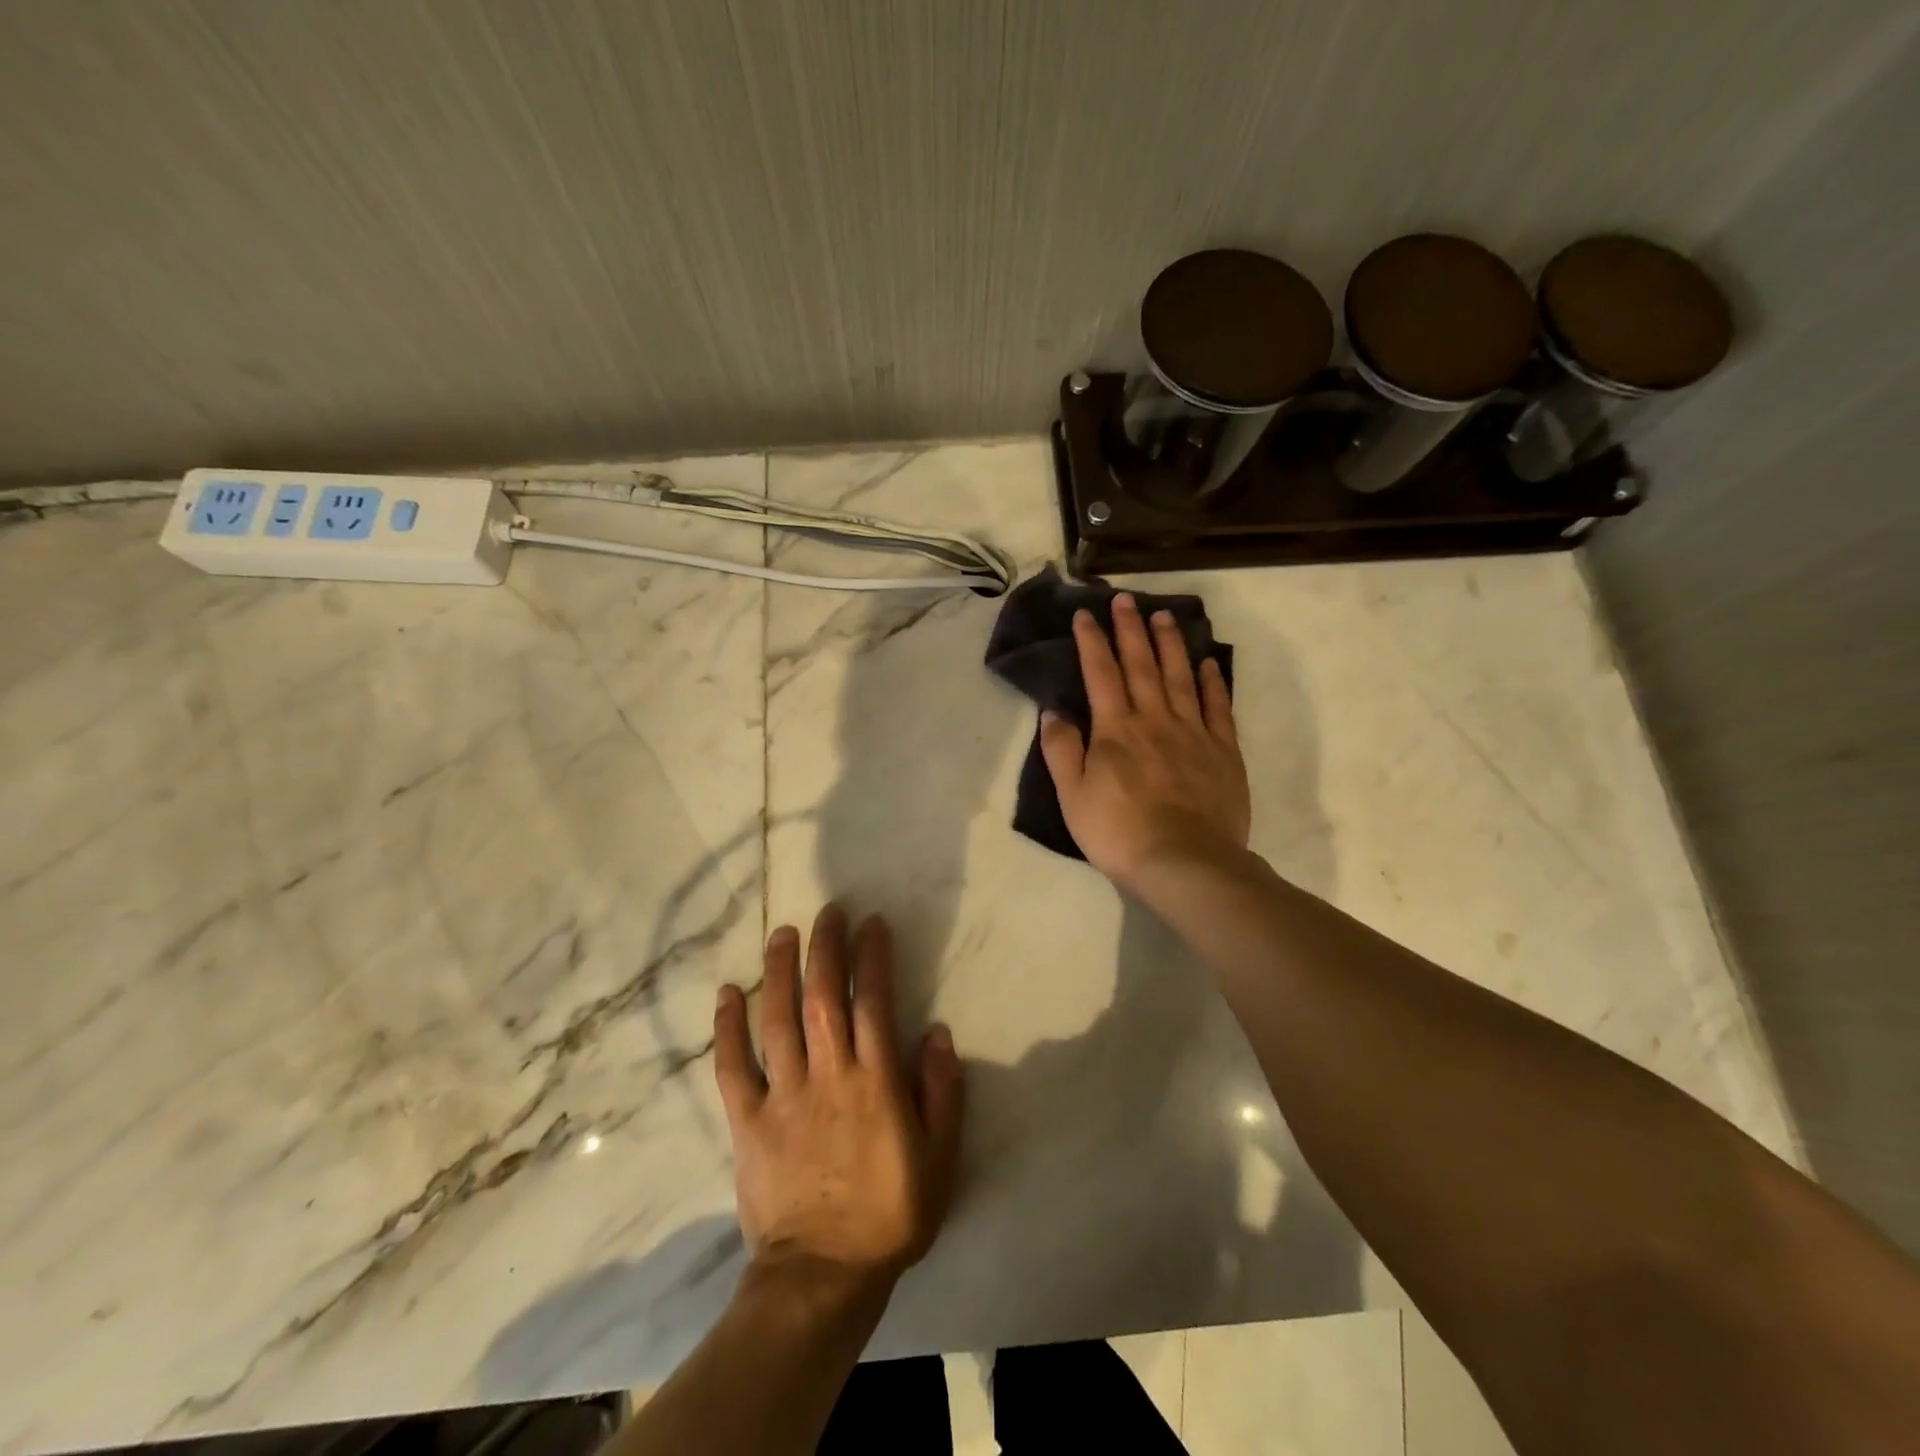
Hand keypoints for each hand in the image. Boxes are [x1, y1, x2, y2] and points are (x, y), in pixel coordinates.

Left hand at [713, 906, 964, 1301]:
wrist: (822, 1276)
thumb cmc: (889, 1214)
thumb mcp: (940, 1159)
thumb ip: (942, 1093)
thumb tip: (938, 1033)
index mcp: (875, 1082)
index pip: (873, 1002)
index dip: (872, 957)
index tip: (871, 924)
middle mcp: (828, 1075)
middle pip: (823, 997)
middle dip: (825, 948)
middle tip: (828, 911)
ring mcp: (783, 1096)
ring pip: (778, 1020)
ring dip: (779, 971)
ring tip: (782, 933)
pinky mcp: (748, 1120)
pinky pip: (732, 1067)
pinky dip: (727, 1028)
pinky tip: (728, 993)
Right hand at [1040, 592, 1250, 887]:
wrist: (1185, 862)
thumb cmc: (1119, 832)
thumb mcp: (1072, 797)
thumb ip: (1061, 751)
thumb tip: (1053, 712)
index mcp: (1116, 729)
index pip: (1100, 673)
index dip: (1091, 641)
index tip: (1085, 613)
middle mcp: (1155, 719)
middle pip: (1141, 664)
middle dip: (1131, 629)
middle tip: (1126, 598)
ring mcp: (1193, 732)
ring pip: (1180, 676)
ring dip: (1171, 643)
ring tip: (1164, 615)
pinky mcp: (1223, 750)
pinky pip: (1218, 706)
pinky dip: (1212, 681)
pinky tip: (1208, 663)